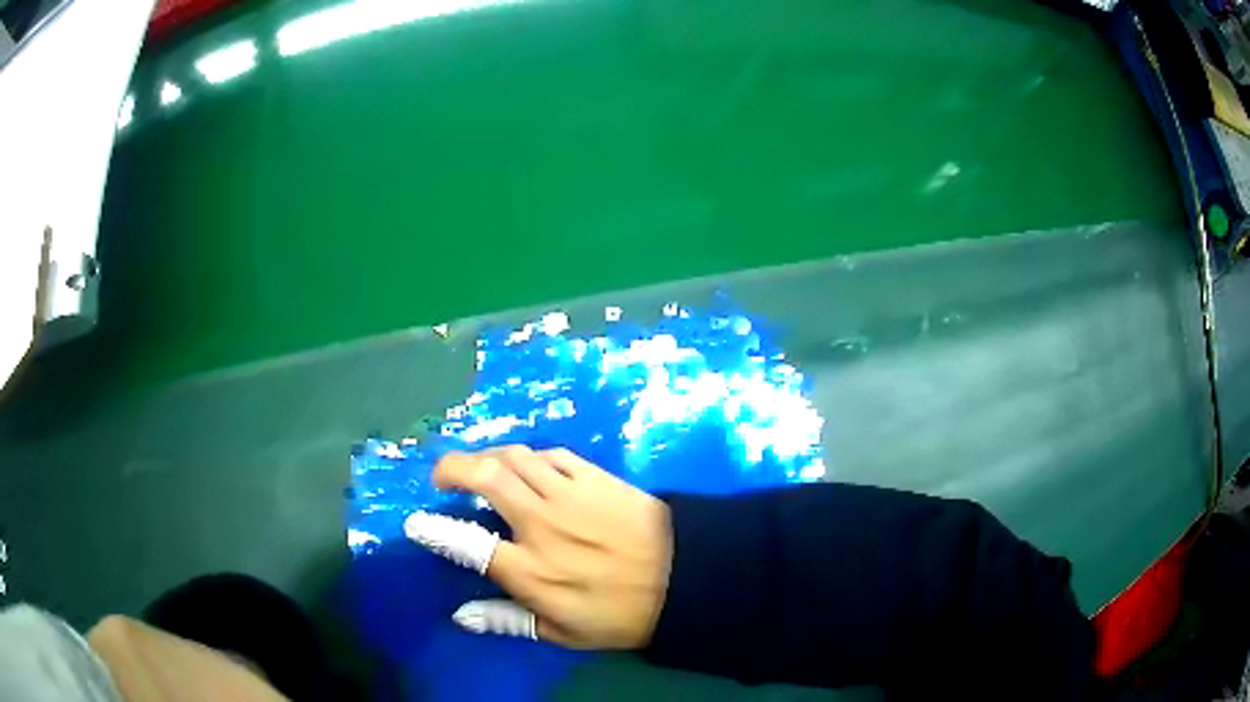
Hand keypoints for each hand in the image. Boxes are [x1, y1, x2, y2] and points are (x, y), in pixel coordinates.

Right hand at [404, 446, 671, 649]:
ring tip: (482, 469)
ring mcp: (568, 494)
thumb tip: (462, 615)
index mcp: (530, 570)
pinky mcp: (594, 476)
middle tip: (443, 477)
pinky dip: (531, 457)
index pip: (466, 543)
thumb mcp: (564, 633)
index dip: (434, 529)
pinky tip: (530, 469)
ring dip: (488, 458)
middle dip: (452, 468)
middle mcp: (540, 524)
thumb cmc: (622, 614)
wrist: (685, 578)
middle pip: (484, 477)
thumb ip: (509, 620)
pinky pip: (551, 454)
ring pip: (514, 457)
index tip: (415, 522)